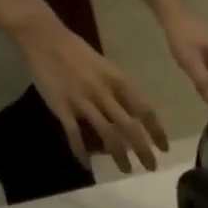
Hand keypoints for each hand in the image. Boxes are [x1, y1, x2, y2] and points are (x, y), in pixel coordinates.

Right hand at [10, 7, 168, 172]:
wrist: (43, 36)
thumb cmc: (78, 52)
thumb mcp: (107, 68)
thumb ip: (121, 92)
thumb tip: (135, 116)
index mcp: (118, 81)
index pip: (144, 110)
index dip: (157, 132)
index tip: (164, 148)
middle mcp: (104, 93)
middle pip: (129, 127)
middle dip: (143, 150)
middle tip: (151, 167)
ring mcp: (83, 101)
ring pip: (107, 134)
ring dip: (119, 156)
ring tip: (126, 170)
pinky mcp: (62, 107)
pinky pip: (74, 134)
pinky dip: (81, 151)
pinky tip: (87, 165)